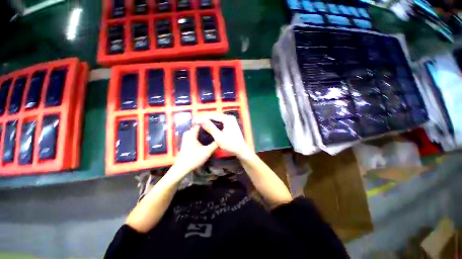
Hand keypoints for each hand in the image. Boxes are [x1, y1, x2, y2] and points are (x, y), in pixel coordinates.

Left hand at [173, 125, 217, 175]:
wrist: (183, 167)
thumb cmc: (194, 158)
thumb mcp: (207, 151)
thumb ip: (215, 144)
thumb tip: (221, 138)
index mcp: (192, 134)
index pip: (200, 123)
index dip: (208, 123)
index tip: (214, 125)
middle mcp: (188, 134)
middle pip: (198, 127)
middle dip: (205, 128)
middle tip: (213, 130)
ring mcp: (186, 138)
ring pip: (195, 131)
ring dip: (202, 132)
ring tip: (210, 134)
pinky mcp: (186, 142)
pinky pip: (193, 135)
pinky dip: (199, 136)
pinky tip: (204, 139)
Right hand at [195, 113, 253, 158]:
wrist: (241, 150)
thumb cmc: (231, 144)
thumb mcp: (219, 137)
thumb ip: (210, 128)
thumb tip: (200, 120)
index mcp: (228, 119)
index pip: (213, 115)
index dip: (203, 118)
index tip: (194, 121)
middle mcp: (229, 117)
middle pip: (215, 116)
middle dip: (205, 119)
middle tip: (196, 122)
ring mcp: (231, 121)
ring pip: (217, 119)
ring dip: (209, 121)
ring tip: (200, 124)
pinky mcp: (231, 124)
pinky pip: (220, 122)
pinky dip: (214, 124)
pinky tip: (209, 126)